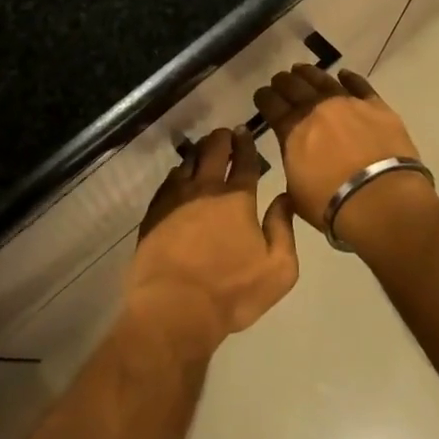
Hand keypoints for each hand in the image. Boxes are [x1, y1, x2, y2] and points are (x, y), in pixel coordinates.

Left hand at [125, 128, 299, 356]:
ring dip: (199, 151)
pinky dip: (178, 172)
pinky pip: (168, 181)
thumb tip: (283, 198)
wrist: (174, 306)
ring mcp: (175, 198)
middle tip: (226, 134)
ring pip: (188, 162)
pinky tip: (180, 175)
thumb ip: (283, 229)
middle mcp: (205, 189)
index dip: (246, 144)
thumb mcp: (278, 268)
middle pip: (213, 151)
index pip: (244, 161)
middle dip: (221, 139)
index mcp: (237, 198)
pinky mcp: (155, 212)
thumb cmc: (232, 291)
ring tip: (204, 148)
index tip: (245, 132)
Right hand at [252, 66, 430, 244]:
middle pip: (294, 87)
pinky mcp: (377, 107)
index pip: (271, 105)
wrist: (382, 200)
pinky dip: (350, 78)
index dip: (264, 97)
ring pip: (323, 80)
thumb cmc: (333, 205)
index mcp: (292, 130)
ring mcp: (347, 104)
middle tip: (279, 80)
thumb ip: (293, 167)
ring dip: (309, 73)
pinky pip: (360, 85)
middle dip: (283, 82)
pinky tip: (343, 74)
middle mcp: (316, 109)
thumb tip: (295, 158)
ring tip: (302, 69)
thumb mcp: (296, 193)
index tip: (261, 94)